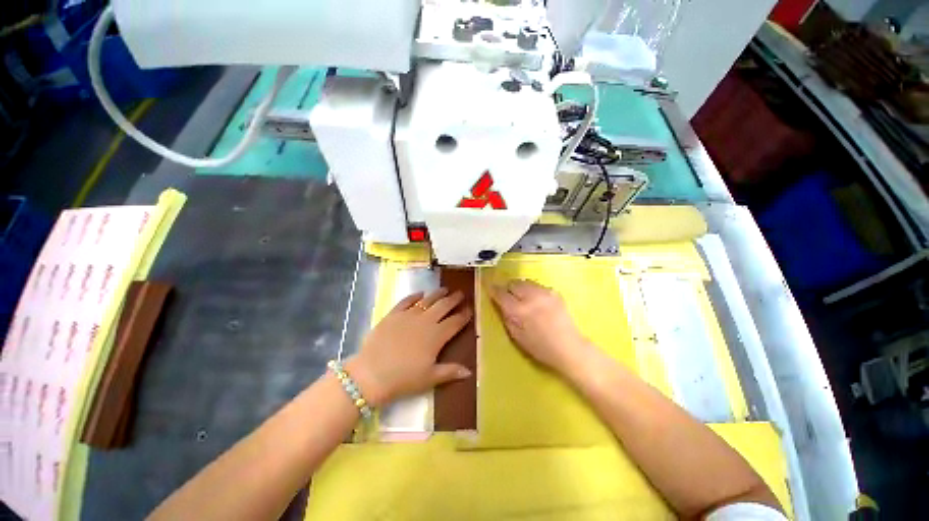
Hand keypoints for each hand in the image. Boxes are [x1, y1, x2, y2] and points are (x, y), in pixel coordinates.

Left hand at [346, 288, 472, 406]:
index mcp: (436, 336)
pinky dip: (414, 296)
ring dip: (438, 294)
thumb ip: (450, 371)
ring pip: (427, 300)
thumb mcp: (430, 378)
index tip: (470, 309)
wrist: (371, 374)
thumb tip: (469, 372)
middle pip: (443, 306)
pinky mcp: (394, 314)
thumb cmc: (403, 379)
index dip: (464, 315)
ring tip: (445, 289)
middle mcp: (425, 321)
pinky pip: (406, 301)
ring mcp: (409, 316)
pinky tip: (420, 293)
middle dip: (454, 299)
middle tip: (461, 293)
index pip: (455, 322)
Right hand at [489, 280, 591, 374]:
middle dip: (508, 288)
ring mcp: (544, 293)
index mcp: (519, 310)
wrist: (568, 347)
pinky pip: (537, 286)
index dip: (493, 290)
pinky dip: (532, 291)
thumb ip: (506, 316)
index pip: (501, 294)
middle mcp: (531, 297)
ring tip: (522, 298)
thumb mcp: (516, 336)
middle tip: (508, 297)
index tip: (489, 287)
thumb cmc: (539, 347)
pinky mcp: (554, 292)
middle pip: (513, 283)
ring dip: (520, 288)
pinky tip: (536, 301)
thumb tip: (500, 303)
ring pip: (525, 282)